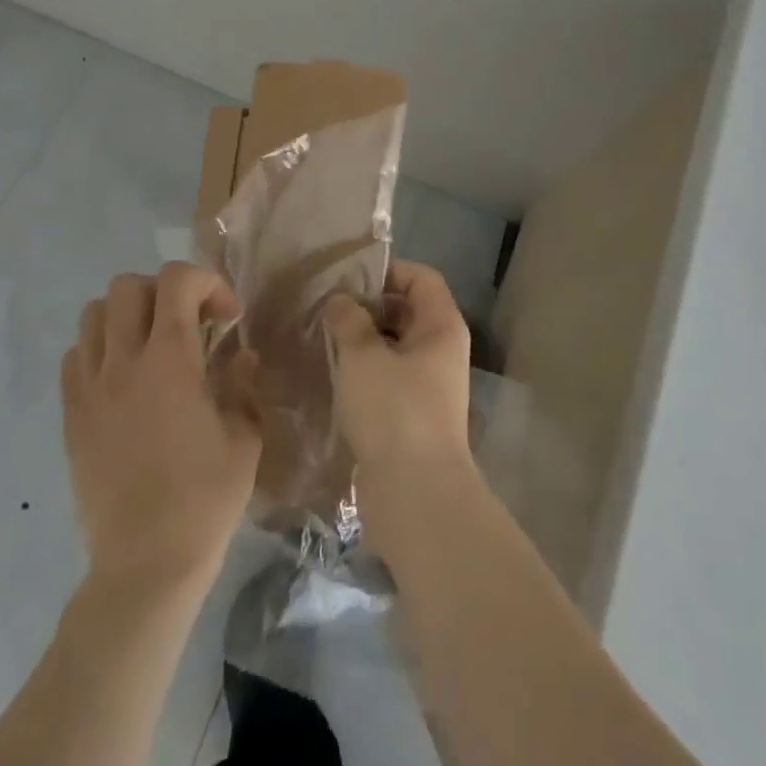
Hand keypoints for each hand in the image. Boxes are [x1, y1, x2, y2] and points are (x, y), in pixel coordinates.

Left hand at [61, 263, 259, 588]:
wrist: (146, 565)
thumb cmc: (205, 500)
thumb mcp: (244, 437)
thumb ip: (243, 385)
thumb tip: (241, 358)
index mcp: (171, 361)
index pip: (177, 281)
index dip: (208, 283)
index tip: (228, 319)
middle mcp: (123, 363)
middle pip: (127, 286)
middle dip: (164, 292)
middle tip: (189, 325)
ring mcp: (90, 390)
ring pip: (93, 314)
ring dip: (127, 316)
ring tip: (153, 346)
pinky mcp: (71, 417)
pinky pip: (75, 357)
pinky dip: (100, 350)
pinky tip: (124, 380)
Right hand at [323, 261, 475, 545]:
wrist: (415, 494)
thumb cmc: (394, 411)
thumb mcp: (364, 357)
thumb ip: (349, 320)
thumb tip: (341, 300)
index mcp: (441, 326)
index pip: (421, 277)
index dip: (388, 270)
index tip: (348, 277)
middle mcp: (442, 350)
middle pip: (407, 310)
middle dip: (369, 306)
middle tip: (328, 306)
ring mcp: (430, 385)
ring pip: (395, 346)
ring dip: (363, 340)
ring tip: (323, 336)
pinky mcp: (413, 415)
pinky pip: (389, 377)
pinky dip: (365, 370)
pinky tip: (332, 373)